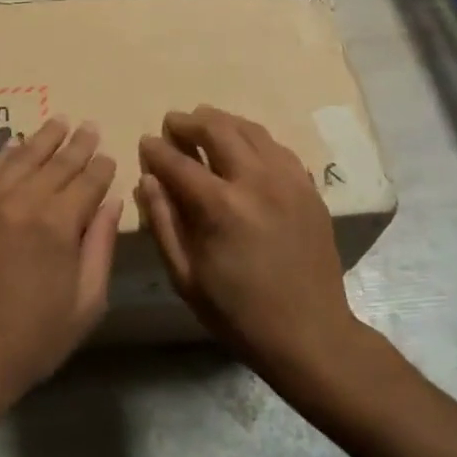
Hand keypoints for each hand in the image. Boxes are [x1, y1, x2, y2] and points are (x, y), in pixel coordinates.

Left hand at [0, 118, 121, 408]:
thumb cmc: (34, 338)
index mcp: (59, 223)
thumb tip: (112, 201)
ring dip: (43, 138)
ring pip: (22, 158)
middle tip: (89, 127)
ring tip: (59, 122)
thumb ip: (101, 245)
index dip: (102, 166)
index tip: (109, 156)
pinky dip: (4, 154)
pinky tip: (14, 145)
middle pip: (57, 162)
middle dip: (78, 144)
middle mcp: (23, 200)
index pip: (88, 180)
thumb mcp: (86, 302)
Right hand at [137, 106, 361, 385]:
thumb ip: (163, 223)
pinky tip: (244, 148)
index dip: (157, 149)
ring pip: (251, 130)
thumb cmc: (238, 313)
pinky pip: (277, 147)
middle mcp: (256, 181)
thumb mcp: (186, 278)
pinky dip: (254, 139)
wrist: (310, 334)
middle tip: (173, 123)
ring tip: (205, 124)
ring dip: (222, 122)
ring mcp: (288, 180)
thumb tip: (148, 180)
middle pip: (217, 129)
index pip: (178, 162)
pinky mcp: (309, 187)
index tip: (146, 142)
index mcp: (220, 207)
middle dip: (189, 122)